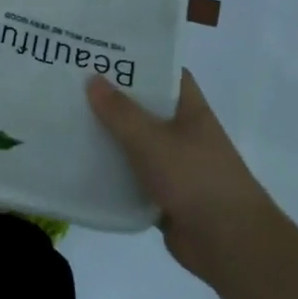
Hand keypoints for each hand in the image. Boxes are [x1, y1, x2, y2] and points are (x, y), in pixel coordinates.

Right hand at [87, 69, 269, 281]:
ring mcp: (174, 164)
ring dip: (108, 135)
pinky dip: (111, 170)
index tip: (101, 52)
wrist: (230, 246)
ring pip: (135, 142)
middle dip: (112, 97)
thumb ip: (120, 112)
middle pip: (144, 106)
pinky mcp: (164, 194)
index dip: (136, 59)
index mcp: (189, 109)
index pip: (164, 72)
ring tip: (67, 118)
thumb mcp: (153, 140)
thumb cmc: (196, 179)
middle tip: (71, 82)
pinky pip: (131, 175)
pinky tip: (80, 163)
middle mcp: (183, 132)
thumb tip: (92, 78)